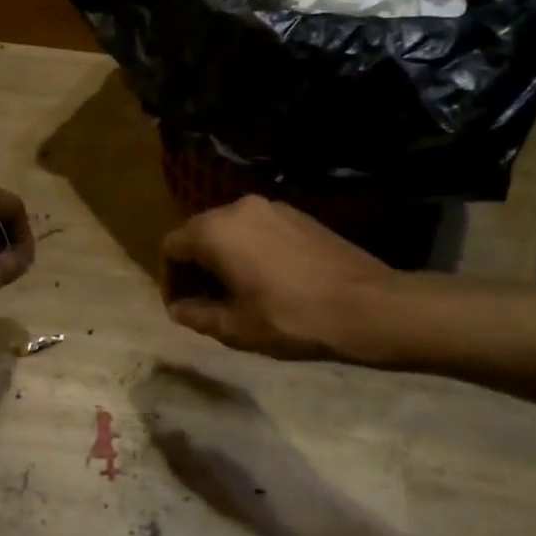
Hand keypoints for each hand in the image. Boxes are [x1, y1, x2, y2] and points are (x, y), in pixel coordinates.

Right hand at [161, 196, 393, 358]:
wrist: (367, 306)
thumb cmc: (291, 318)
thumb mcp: (236, 328)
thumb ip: (197, 315)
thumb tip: (179, 309)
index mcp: (216, 230)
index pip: (171, 246)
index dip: (168, 279)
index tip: (181, 308)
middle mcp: (239, 207)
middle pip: (199, 233)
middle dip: (194, 267)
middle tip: (202, 303)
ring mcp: (272, 208)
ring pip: (230, 229)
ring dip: (221, 258)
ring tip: (234, 294)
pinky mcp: (298, 215)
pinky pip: (257, 229)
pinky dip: (248, 250)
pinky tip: (265, 280)